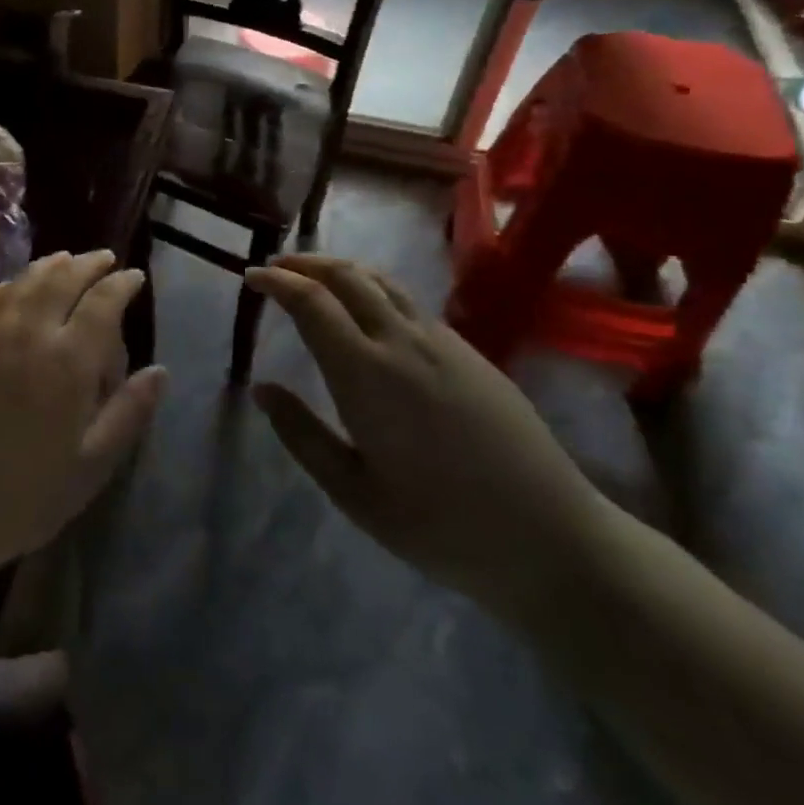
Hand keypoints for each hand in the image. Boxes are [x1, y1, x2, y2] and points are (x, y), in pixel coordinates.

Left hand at [0, 251, 166, 575]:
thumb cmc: (23, 496)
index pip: (103, 302)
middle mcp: (30, 332)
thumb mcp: (90, 466)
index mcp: (69, 361)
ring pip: (25, 280)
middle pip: (63, 278)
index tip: (134, 276)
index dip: (122, 283)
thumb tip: (161, 371)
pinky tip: (15, 287)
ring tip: (66, 260)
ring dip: (51, 265)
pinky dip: (11, 283)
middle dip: (88, 263)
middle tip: (104, 258)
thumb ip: (128, 413)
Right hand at [248, 255, 611, 615]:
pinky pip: (410, 301)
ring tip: (315, 277)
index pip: (312, 302)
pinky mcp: (471, 352)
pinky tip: (369, 311)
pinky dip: (374, 288)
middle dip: (305, 263)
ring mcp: (443, 342)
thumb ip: (302, 435)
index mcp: (366, 373)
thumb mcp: (354, 493)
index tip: (251, 276)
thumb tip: (261, 388)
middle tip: (276, 268)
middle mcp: (402, 341)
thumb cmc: (441, 526)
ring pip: (383, 281)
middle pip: (347, 276)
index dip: (277, 282)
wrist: (552, 541)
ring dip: (341, 269)